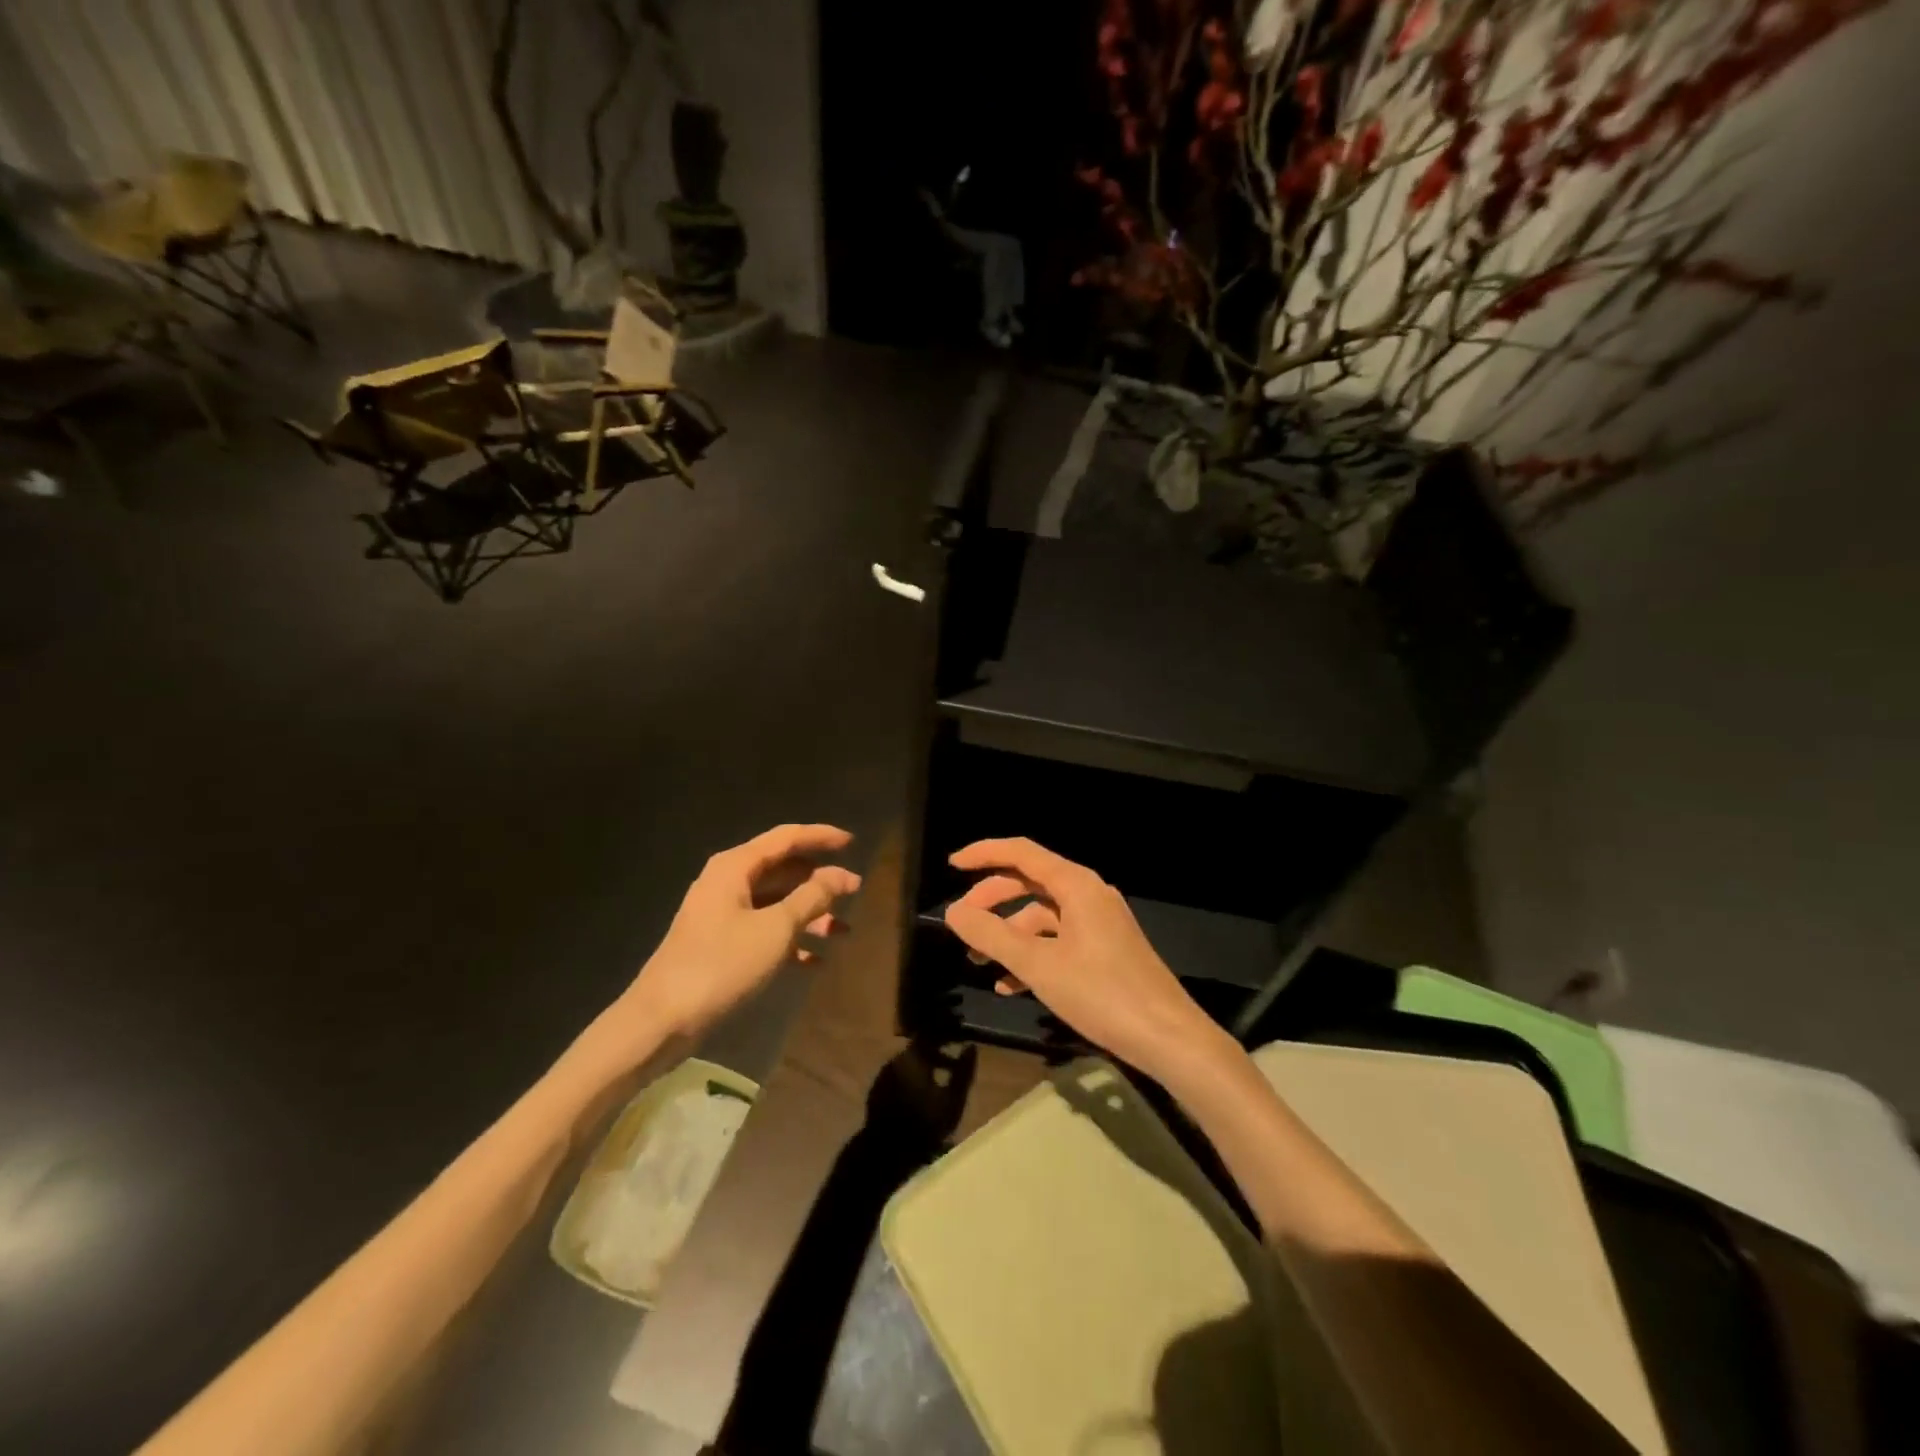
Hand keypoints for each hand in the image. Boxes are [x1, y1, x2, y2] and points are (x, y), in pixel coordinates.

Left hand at [605, 824, 861, 1053]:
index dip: (821, 837)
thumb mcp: (776, 929)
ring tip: (843, 931)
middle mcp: (728, 882)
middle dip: (820, 881)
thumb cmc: (722, 964)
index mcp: (736, 867)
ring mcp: (723, 914)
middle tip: (855, 891)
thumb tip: (842, 875)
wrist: (662, 1020)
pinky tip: (815, 961)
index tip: (853, 843)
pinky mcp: (721, 943)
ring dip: (809, 914)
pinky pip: (764, 930)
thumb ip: (812, 897)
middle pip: (783, 870)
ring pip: (776, 903)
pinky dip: (790, 940)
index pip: (786, 838)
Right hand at [942, 837, 1223, 1077]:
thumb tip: (953, 911)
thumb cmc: (1101, 993)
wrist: (1168, 1037)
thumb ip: (991, 935)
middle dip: (992, 900)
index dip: (984, 854)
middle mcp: (1089, 895)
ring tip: (978, 962)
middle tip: (961, 923)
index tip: (951, 865)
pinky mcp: (1105, 950)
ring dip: (1009, 934)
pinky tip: (1010, 986)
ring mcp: (1099, 923)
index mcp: (1076, 885)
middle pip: (1029, 882)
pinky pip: (1058, 940)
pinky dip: (1032, 955)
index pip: (1022, 853)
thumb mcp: (1038, 965)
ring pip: (1042, 915)